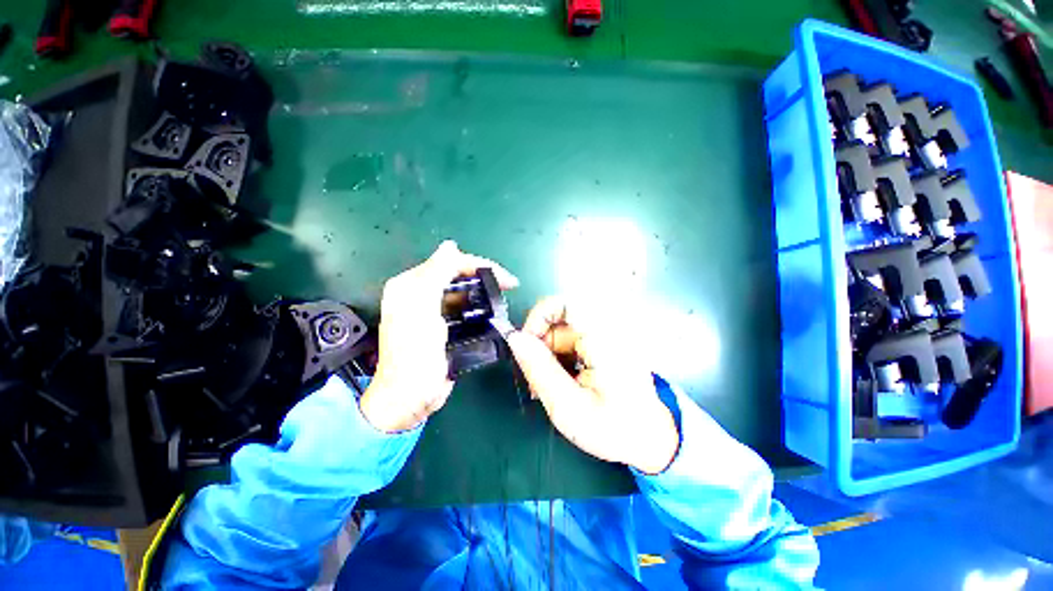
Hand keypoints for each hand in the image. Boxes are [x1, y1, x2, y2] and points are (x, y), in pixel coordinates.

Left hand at [359, 241, 517, 432]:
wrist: (409, 398)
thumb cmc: (413, 355)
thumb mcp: (421, 310)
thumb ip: (434, 275)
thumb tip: (450, 245)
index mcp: (411, 286)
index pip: (450, 263)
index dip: (480, 265)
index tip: (507, 279)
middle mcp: (420, 294)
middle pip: (457, 274)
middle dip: (484, 276)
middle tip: (509, 285)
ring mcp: (431, 310)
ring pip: (462, 290)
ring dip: (483, 290)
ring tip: (503, 296)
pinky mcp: (441, 326)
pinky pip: (462, 307)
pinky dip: (478, 306)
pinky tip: (491, 310)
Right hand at [506, 297, 678, 473]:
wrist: (652, 438)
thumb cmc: (614, 428)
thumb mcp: (568, 406)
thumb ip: (539, 369)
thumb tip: (514, 338)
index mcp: (604, 337)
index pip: (564, 303)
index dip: (539, 317)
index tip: (527, 345)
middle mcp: (607, 327)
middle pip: (559, 320)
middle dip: (541, 345)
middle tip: (535, 376)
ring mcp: (607, 334)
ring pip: (562, 331)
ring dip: (549, 354)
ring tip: (549, 385)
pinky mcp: (604, 342)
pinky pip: (572, 339)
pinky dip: (561, 357)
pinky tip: (563, 380)